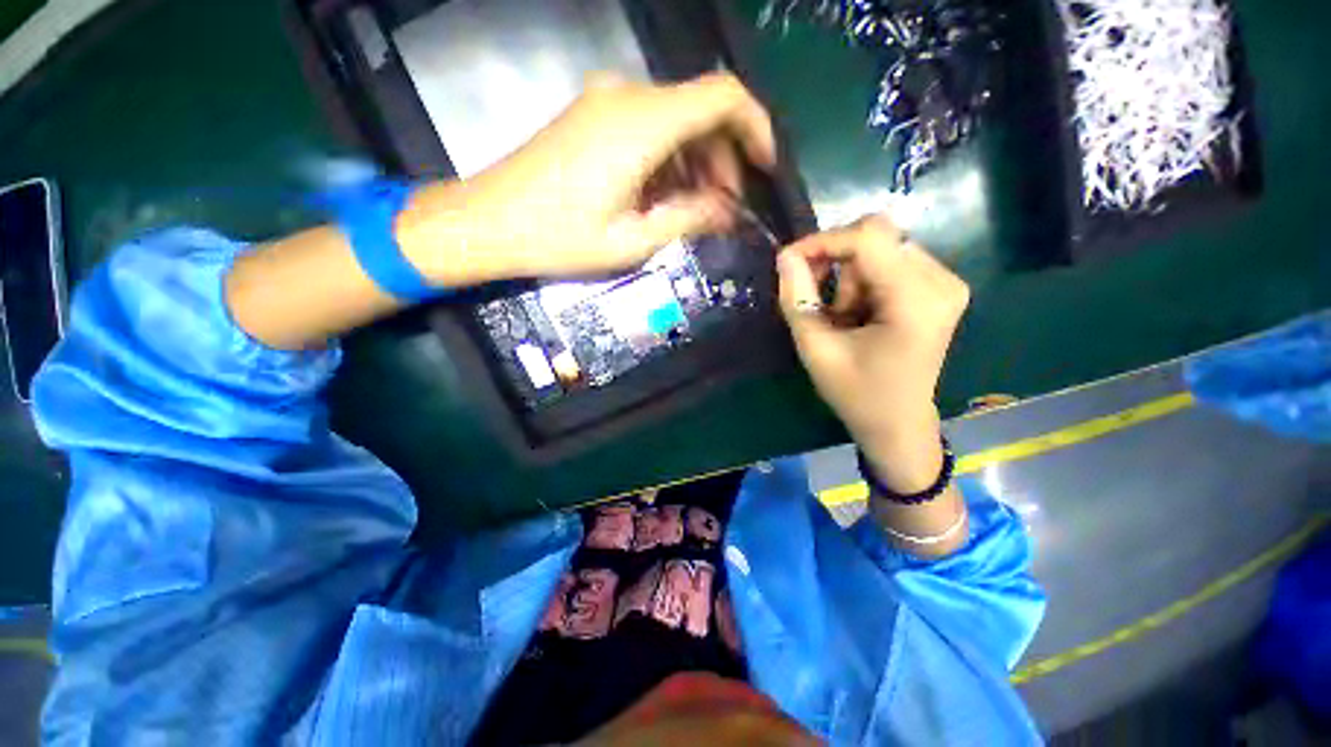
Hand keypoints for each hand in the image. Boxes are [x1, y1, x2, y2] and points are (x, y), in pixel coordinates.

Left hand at [405, 72, 776, 281]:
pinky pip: (649, 127)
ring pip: (676, 119)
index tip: (764, 169)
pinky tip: (663, 196)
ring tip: (694, 211)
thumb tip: (728, 211)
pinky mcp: (592, 116)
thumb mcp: (633, 240)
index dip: (756, 128)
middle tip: (722, 210)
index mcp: (642, 124)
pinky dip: (669, 158)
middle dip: (723, 159)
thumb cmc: (560, 238)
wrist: (488, 222)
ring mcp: (606, 102)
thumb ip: (688, 218)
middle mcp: (628, 97)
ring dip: (696, 162)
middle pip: (701, 109)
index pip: (723, 97)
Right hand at [777, 216, 969, 492]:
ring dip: (849, 278)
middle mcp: (941, 281)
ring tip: (842, 318)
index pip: (868, 238)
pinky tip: (860, 314)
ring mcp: (946, 282)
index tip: (788, 261)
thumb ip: (797, 299)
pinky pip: (890, 261)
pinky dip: (863, 282)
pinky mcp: (940, 287)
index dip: (823, 241)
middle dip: (836, 263)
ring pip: (881, 248)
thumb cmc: (856, 393)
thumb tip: (785, 256)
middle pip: (876, 237)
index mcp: (916, 300)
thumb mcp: (816, 349)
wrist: (897, 422)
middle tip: (816, 299)